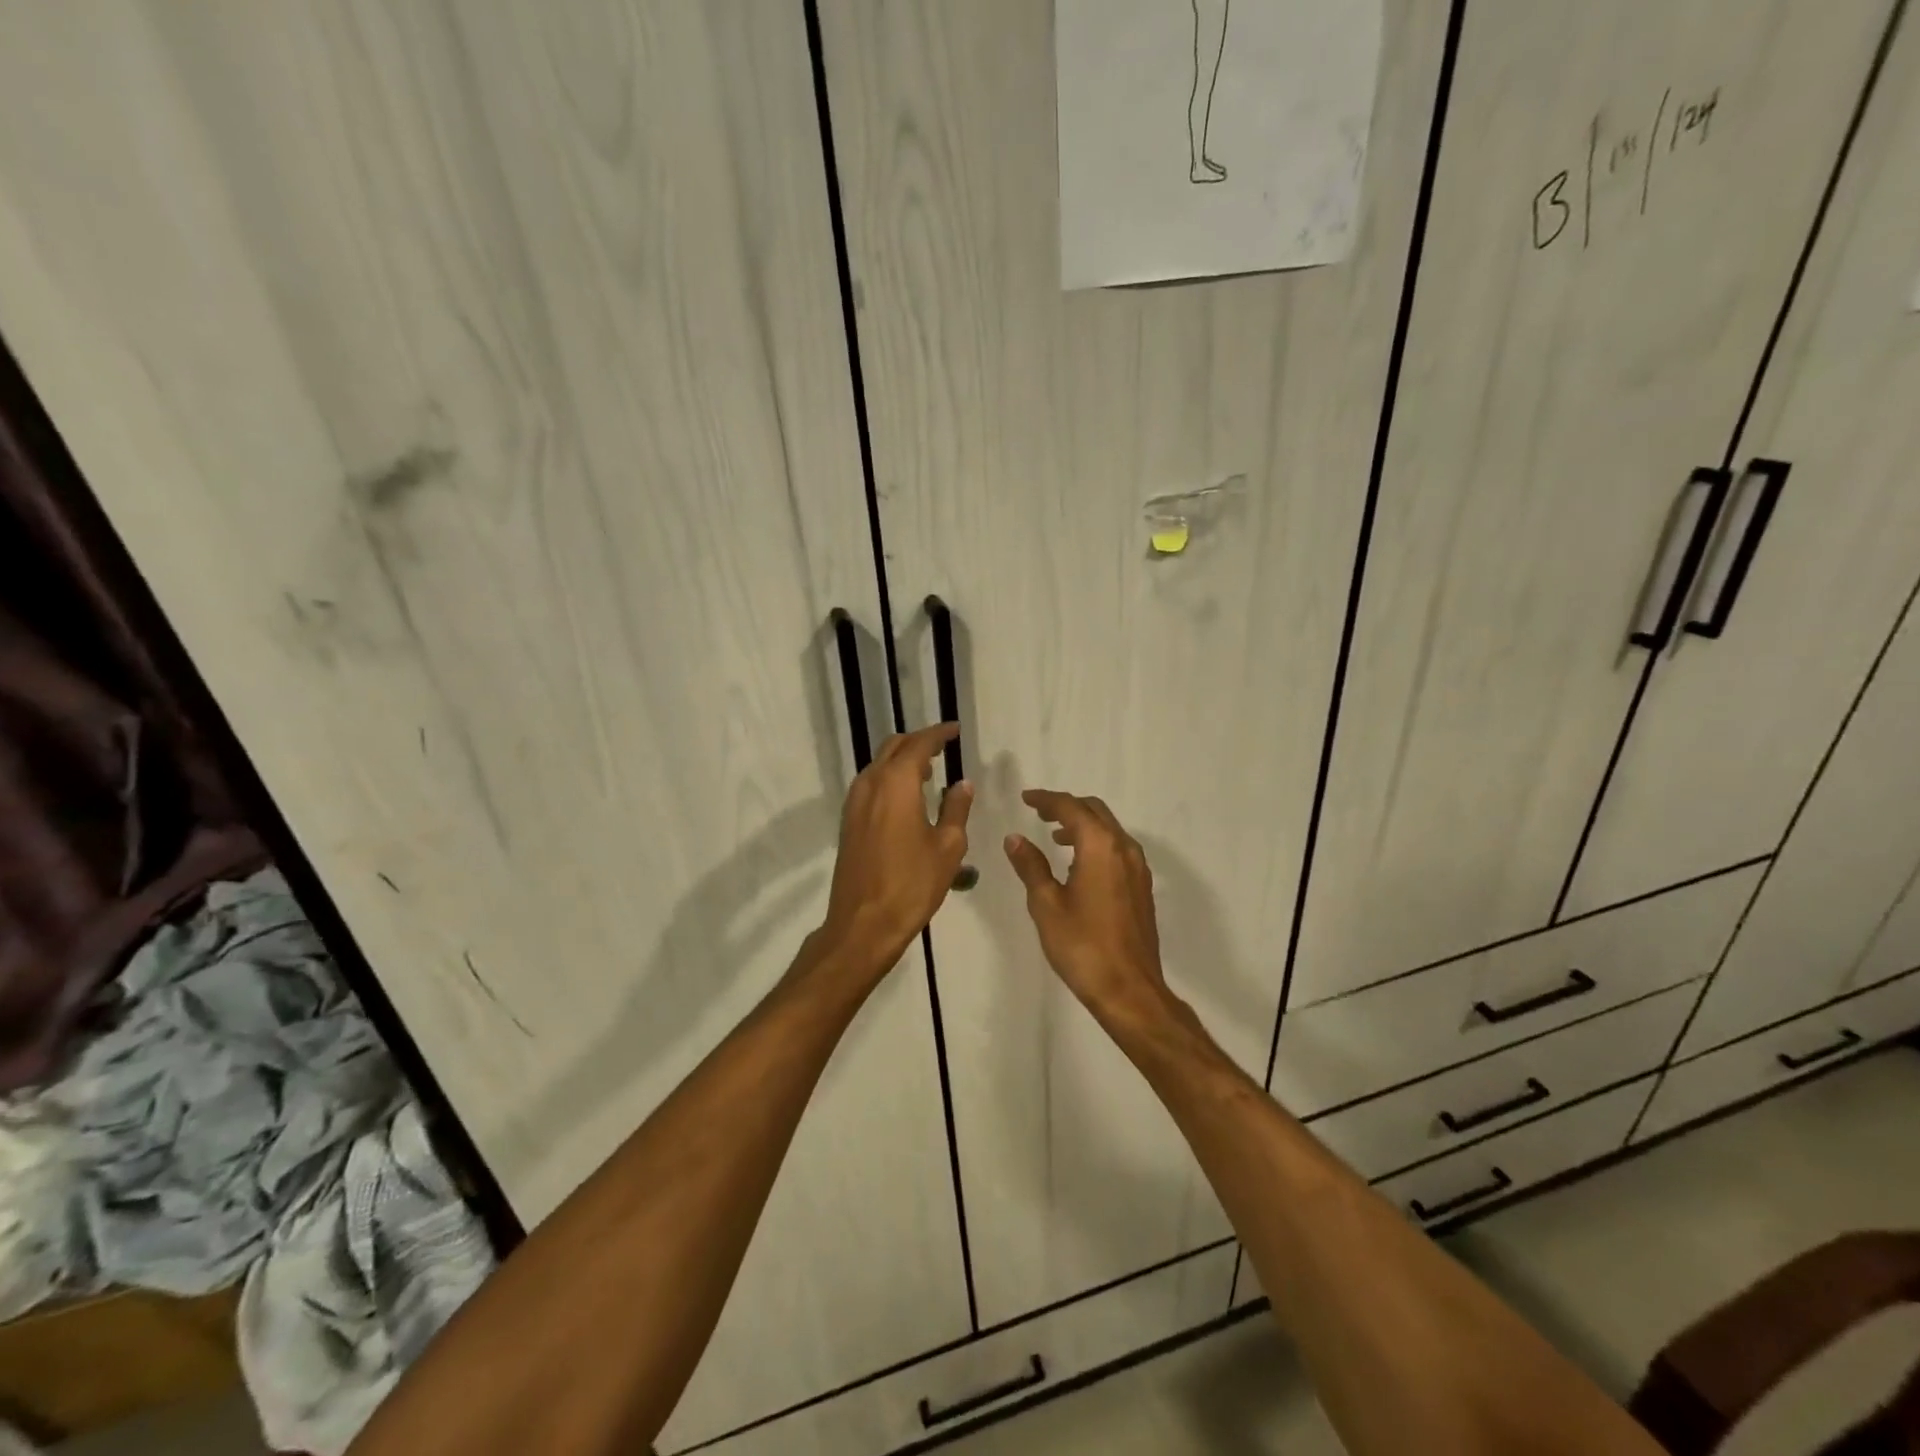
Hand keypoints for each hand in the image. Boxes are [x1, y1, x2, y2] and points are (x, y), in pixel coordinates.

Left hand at [818, 723, 971, 978]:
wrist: (863, 923)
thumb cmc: (912, 884)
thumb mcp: (947, 846)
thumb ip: (955, 809)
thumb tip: (962, 784)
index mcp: (896, 783)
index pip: (919, 744)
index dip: (939, 734)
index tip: (955, 730)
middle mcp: (870, 784)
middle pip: (893, 747)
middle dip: (918, 742)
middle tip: (943, 747)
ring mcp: (854, 803)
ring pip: (879, 765)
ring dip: (902, 760)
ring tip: (929, 770)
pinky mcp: (849, 822)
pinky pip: (871, 785)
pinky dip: (890, 779)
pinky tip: (908, 797)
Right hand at [1004, 789, 1169, 1025]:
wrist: (1129, 990)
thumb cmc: (1082, 946)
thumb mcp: (1046, 904)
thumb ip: (1031, 866)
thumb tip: (1015, 838)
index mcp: (1100, 846)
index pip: (1071, 807)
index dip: (1046, 799)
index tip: (1026, 798)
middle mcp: (1124, 848)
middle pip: (1095, 811)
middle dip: (1066, 806)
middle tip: (1039, 812)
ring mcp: (1138, 868)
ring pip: (1109, 830)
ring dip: (1083, 825)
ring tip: (1055, 836)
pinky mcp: (1142, 887)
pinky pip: (1117, 849)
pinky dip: (1096, 843)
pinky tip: (1078, 864)